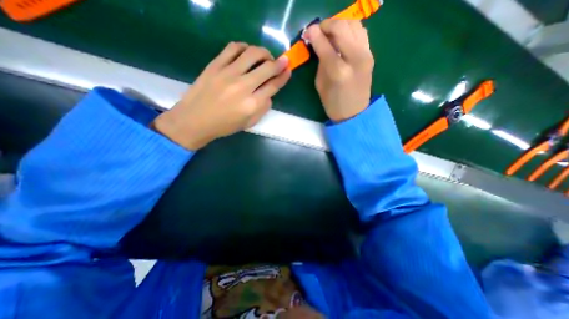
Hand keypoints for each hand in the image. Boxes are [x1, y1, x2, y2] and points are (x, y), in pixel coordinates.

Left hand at [154, 43, 290, 149]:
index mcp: (252, 104)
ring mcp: (228, 73)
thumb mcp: (249, 123)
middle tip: (282, 61)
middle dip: (279, 63)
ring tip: (265, 57)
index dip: (283, 76)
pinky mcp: (215, 65)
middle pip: (267, 68)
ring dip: (263, 52)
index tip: (288, 69)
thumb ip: (263, 108)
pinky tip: (247, 52)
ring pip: (252, 53)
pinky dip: (244, 47)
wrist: (195, 120)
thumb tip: (269, 93)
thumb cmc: (224, 125)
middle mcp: (243, 86)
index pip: (273, 86)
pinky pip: (233, 48)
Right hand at [307, 20, 374, 121]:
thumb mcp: (320, 85)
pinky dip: (350, 30)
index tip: (307, 32)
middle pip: (341, 27)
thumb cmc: (333, 104)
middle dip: (327, 25)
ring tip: (330, 33)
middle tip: (318, 31)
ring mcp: (366, 54)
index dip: (314, 34)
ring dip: (339, 24)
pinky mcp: (370, 54)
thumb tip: (319, 45)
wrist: (354, 113)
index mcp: (339, 71)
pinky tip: (342, 38)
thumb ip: (320, 62)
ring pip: (354, 24)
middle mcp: (355, 58)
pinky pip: (361, 32)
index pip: (325, 45)